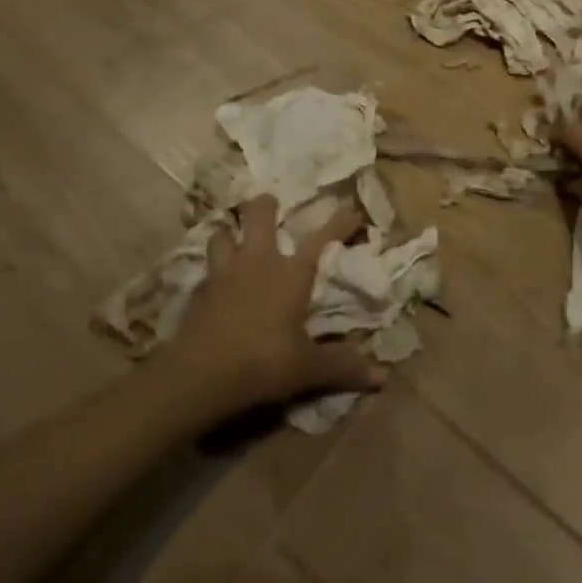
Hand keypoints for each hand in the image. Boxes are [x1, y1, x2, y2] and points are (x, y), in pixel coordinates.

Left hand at [163, 195, 386, 413]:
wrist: (198, 376)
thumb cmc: (262, 363)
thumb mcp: (307, 368)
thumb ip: (343, 367)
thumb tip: (383, 378)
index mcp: (291, 273)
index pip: (321, 237)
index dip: (340, 221)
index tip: (351, 209)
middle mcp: (258, 262)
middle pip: (259, 213)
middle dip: (265, 204)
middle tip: (270, 204)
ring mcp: (224, 273)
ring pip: (222, 233)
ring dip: (230, 233)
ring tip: (234, 238)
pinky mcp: (198, 292)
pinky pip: (205, 270)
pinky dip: (211, 271)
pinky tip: (214, 284)